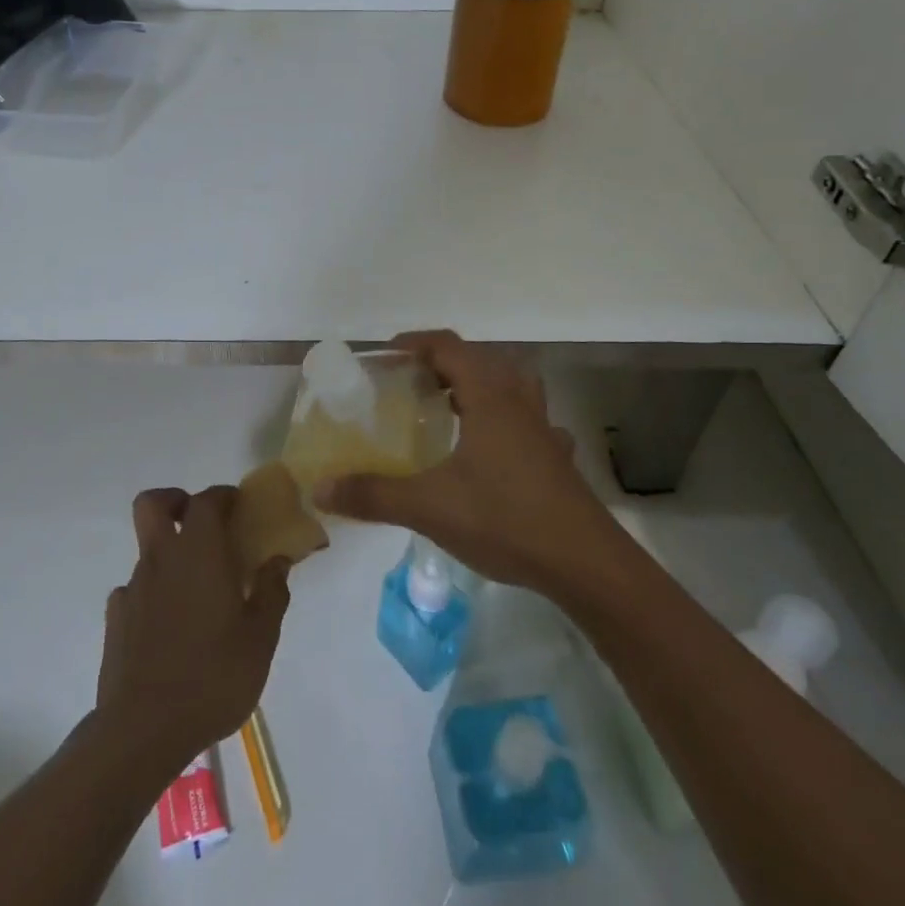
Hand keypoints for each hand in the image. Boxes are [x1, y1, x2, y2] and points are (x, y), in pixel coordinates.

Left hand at [95, 486, 290, 772]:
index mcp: (198, 553)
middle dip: (176, 501)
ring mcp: (132, 588)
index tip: (239, 507)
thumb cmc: (213, 676)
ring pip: (147, 550)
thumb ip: (272, 592)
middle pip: (153, 504)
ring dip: (170, 555)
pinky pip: (135, 591)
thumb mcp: (261, 638)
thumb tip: (278, 560)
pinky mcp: (115, 620)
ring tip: (197, 594)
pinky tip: (170, 627)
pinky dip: (153, 594)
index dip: (223, 496)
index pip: (206, 501)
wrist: (143, 730)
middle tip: (202, 525)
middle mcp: (160, 559)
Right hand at [314, 331, 619, 595]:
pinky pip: (531, 421)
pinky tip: (498, 447)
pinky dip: (510, 419)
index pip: (449, 347)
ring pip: (513, 385)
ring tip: (453, 407)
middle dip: (444, 363)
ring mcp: (543, 429)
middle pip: (482, 360)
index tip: (386, 354)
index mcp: (489, 398)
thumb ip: (373, 494)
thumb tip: (320, 488)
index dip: (415, 343)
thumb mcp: (429, 507)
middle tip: (412, 384)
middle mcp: (518, 402)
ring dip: (481, 384)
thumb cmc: (505, 520)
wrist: (584, 563)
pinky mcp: (557, 457)